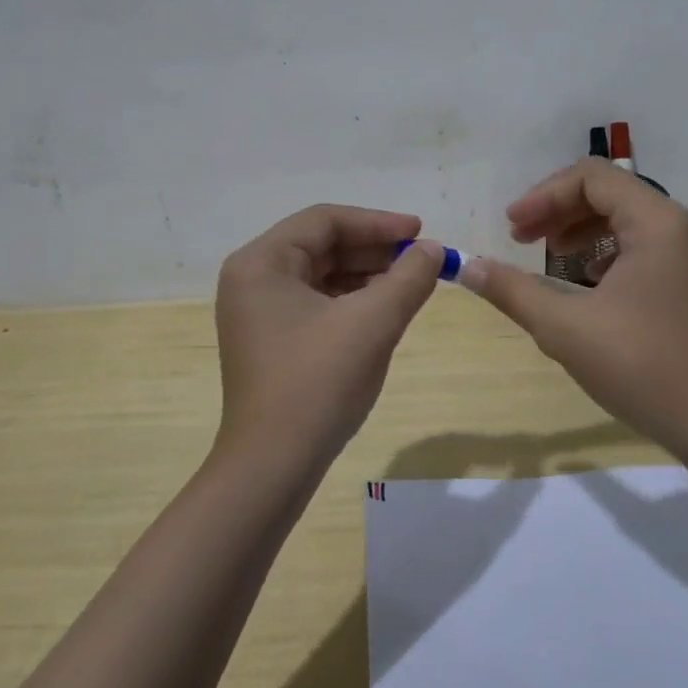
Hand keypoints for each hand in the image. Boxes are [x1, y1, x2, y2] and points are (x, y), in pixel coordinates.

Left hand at [214, 205, 443, 469]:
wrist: (274, 466)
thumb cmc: (318, 383)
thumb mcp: (372, 323)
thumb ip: (408, 278)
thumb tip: (434, 250)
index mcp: (261, 263)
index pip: (325, 221)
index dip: (378, 223)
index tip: (421, 233)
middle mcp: (253, 280)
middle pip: (322, 246)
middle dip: (375, 250)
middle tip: (422, 259)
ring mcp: (259, 313)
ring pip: (323, 275)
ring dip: (368, 275)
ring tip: (412, 283)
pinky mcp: (273, 340)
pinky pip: (318, 303)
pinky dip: (353, 301)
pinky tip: (386, 310)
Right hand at [461, 160, 687, 460]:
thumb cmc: (643, 368)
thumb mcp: (565, 328)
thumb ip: (512, 290)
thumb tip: (466, 267)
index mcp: (657, 222)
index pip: (591, 178)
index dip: (543, 196)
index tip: (512, 228)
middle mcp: (679, 227)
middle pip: (608, 193)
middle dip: (558, 211)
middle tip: (520, 239)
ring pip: (625, 220)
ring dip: (579, 231)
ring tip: (548, 257)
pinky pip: (641, 247)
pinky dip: (605, 253)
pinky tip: (585, 284)